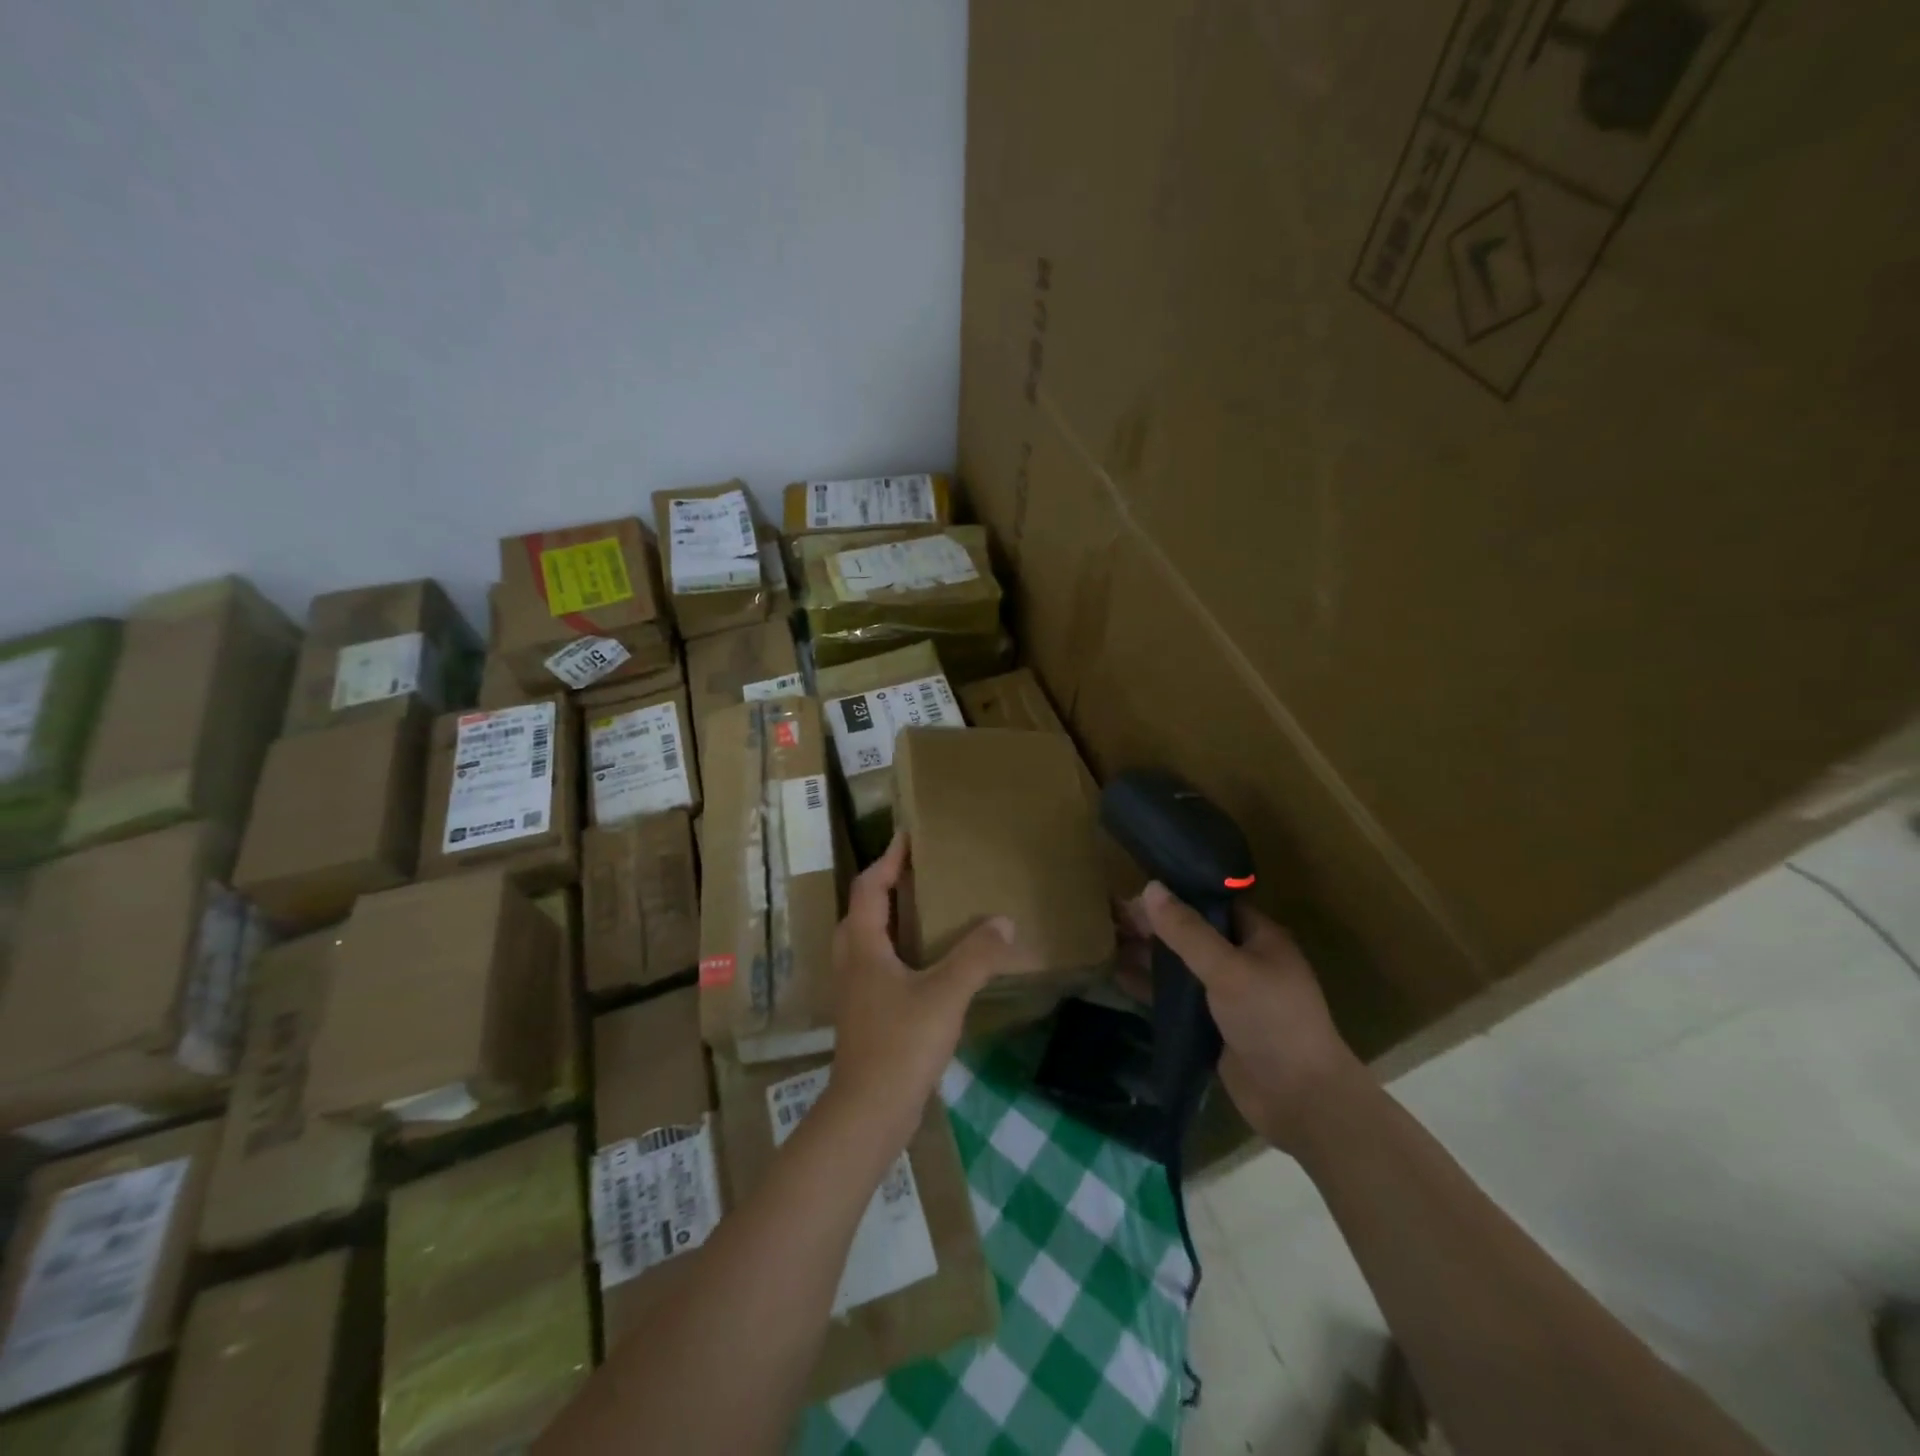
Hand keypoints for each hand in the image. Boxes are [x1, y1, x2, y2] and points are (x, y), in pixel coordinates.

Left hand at [828, 833, 1017, 1154]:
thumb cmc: (901, 1043)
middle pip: (863, 908)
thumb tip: (1004, 922)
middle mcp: (852, 960)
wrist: (869, 1112)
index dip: (888, 859)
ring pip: (867, 937)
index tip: (907, 835)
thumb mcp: (945, 994)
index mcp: (863, 944)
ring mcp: (855, 989)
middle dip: (886, 884)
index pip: (870, 886)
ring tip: (924, 907)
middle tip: (919, 869)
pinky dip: (896, 947)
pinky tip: (925, 961)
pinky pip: (877, 963)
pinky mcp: (865, 1013)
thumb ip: (976, 956)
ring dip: (890, 916)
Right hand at [1123, 882, 1366, 1154]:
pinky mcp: (1213, 1026)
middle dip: (1155, 925)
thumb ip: (1188, 931)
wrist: (1300, 1101)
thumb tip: (1150, 888)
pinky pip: (1176, 998)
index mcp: (1260, 938)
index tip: (1135, 890)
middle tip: (1111, 916)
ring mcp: (1227, 996)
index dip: (1175, 895)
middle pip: (1192, 933)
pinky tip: (1118, 976)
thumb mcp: (1228, 969)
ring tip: (1106, 940)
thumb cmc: (1272, 1022)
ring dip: (1148, 954)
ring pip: (1181, 966)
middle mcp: (1244, 961)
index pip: (1212, 903)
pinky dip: (1151, 987)